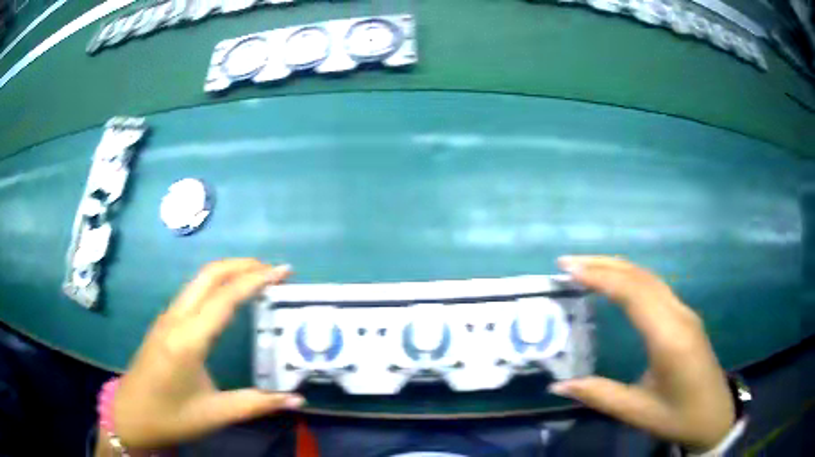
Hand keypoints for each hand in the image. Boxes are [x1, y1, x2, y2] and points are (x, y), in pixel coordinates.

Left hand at [109, 259, 303, 449]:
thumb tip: (297, 400)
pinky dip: (216, 284)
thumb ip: (256, 404)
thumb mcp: (215, 414)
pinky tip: (228, 298)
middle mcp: (176, 319)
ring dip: (229, 272)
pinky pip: (192, 292)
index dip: (256, 280)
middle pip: (209, 275)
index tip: (284, 271)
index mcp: (188, 340)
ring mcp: (167, 318)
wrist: (130, 415)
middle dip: (242, 265)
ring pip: (199, 280)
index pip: (226, 298)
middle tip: (273, 269)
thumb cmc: (170, 417)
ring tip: (257, 279)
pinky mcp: (164, 323)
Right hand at [550, 256, 734, 452]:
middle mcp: (679, 316)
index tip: (569, 270)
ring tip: (586, 267)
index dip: (601, 277)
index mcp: (670, 338)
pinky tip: (617, 284)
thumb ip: (600, 396)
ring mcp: (685, 313)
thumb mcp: (638, 412)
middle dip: (604, 264)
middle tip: (568, 262)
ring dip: (618, 268)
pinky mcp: (686, 317)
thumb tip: (558, 386)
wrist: (715, 416)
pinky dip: (631, 278)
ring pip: (650, 278)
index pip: (634, 293)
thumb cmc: (679, 417)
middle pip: (641, 277)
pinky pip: (656, 287)